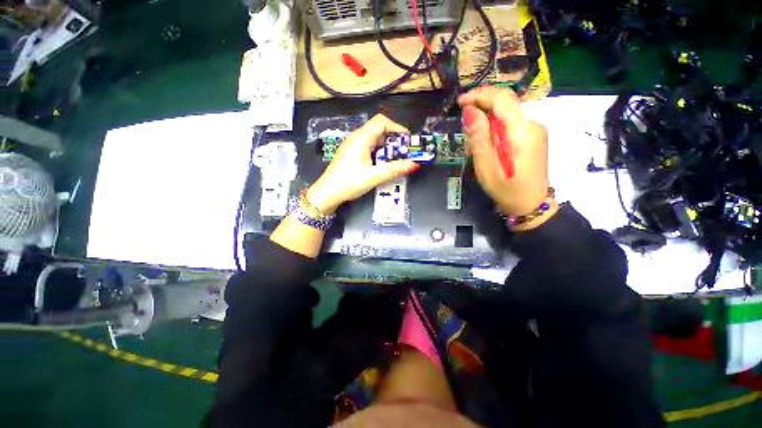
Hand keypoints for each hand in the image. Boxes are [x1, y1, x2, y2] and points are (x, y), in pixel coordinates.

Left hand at [306, 114, 419, 213]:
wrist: (328, 193)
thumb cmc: (349, 183)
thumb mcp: (374, 176)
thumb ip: (395, 169)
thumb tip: (414, 165)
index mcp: (361, 138)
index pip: (382, 122)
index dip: (397, 127)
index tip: (407, 140)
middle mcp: (356, 137)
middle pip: (378, 129)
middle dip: (393, 138)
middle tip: (403, 152)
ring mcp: (352, 145)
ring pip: (373, 138)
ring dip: (386, 146)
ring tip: (395, 159)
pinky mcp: (350, 153)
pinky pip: (367, 146)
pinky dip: (378, 151)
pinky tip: (381, 163)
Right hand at [458, 87, 553, 225]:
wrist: (531, 204)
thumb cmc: (506, 190)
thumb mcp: (486, 166)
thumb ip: (479, 137)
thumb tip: (470, 111)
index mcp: (522, 132)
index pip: (502, 99)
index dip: (479, 95)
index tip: (460, 102)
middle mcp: (533, 124)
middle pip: (505, 103)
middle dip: (481, 105)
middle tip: (463, 121)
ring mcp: (536, 130)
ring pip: (507, 114)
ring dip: (487, 120)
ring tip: (473, 141)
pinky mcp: (534, 136)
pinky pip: (511, 124)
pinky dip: (495, 127)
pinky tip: (488, 144)